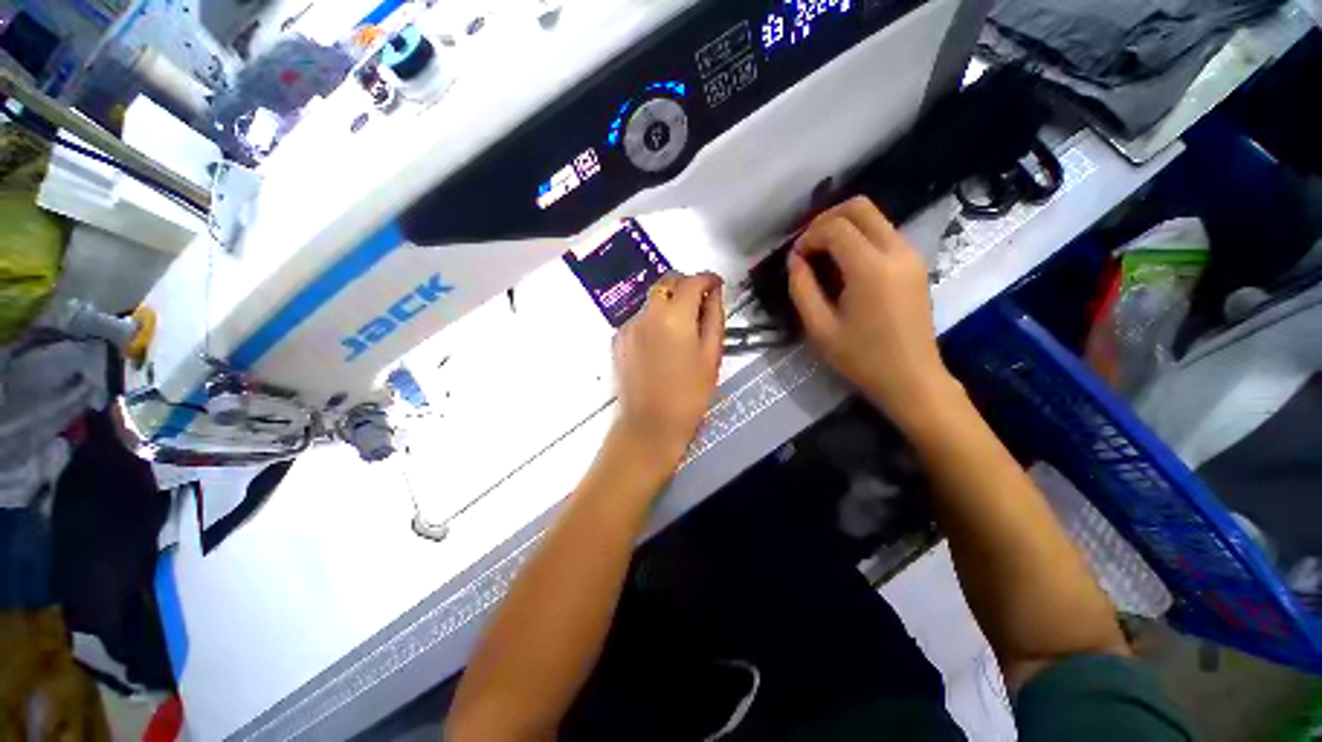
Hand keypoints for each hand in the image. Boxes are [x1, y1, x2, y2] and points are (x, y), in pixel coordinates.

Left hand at [611, 271, 724, 470]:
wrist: (650, 425)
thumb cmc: (689, 394)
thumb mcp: (711, 355)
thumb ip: (714, 317)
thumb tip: (714, 292)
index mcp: (674, 316)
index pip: (692, 281)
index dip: (708, 279)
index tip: (717, 286)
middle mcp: (646, 313)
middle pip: (666, 282)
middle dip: (686, 286)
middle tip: (700, 305)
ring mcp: (628, 325)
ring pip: (652, 300)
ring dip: (669, 303)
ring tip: (681, 330)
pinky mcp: (618, 339)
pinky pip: (640, 318)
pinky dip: (654, 319)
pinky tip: (661, 343)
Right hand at [787, 197, 958, 431]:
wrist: (912, 378)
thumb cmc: (862, 358)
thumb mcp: (819, 328)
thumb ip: (802, 288)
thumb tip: (795, 260)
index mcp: (870, 268)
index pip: (835, 227)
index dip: (808, 236)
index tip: (795, 259)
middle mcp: (896, 251)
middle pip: (859, 207)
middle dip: (826, 219)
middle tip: (807, 246)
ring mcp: (911, 255)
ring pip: (875, 217)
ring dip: (844, 227)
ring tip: (822, 256)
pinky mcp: (916, 264)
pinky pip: (885, 234)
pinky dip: (860, 238)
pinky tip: (845, 266)